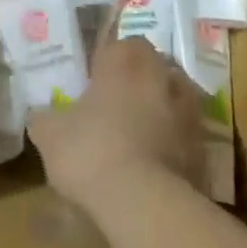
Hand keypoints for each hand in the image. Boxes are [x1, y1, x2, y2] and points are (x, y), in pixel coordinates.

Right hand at [28, 37, 204, 214]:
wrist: (144, 204)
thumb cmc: (91, 150)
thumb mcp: (49, 133)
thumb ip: (45, 117)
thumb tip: (41, 114)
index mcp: (125, 58)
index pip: (121, 43)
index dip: (108, 61)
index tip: (95, 81)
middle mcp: (163, 73)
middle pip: (152, 68)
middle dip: (137, 82)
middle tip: (115, 106)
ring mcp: (189, 110)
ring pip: (173, 100)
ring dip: (160, 111)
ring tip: (137, 136)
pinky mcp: (205, 147)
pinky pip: (185, 137)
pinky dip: (173, 145)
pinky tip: (153, 167)